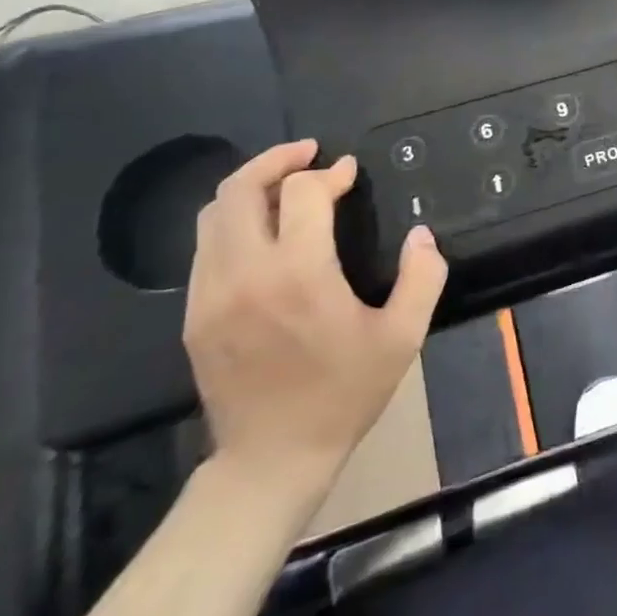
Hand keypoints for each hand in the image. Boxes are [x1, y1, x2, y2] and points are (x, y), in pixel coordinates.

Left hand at [184, 140, 446, 505]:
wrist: (271, 461)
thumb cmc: (343, 394)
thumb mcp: (402, 336)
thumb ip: (422, 276)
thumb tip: (421, 234)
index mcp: (298, 275)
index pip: (303, 193)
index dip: (330, 173)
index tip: (351, 173)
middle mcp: (245, 275)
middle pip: (240, 190)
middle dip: (276, 160)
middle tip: (310, 154)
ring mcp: (210, 296)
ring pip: (214, 215)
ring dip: (251, 188)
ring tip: (286, 185)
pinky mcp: (194, 315)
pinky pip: (205, 247)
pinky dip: (234, 222)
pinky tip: (265, 232)